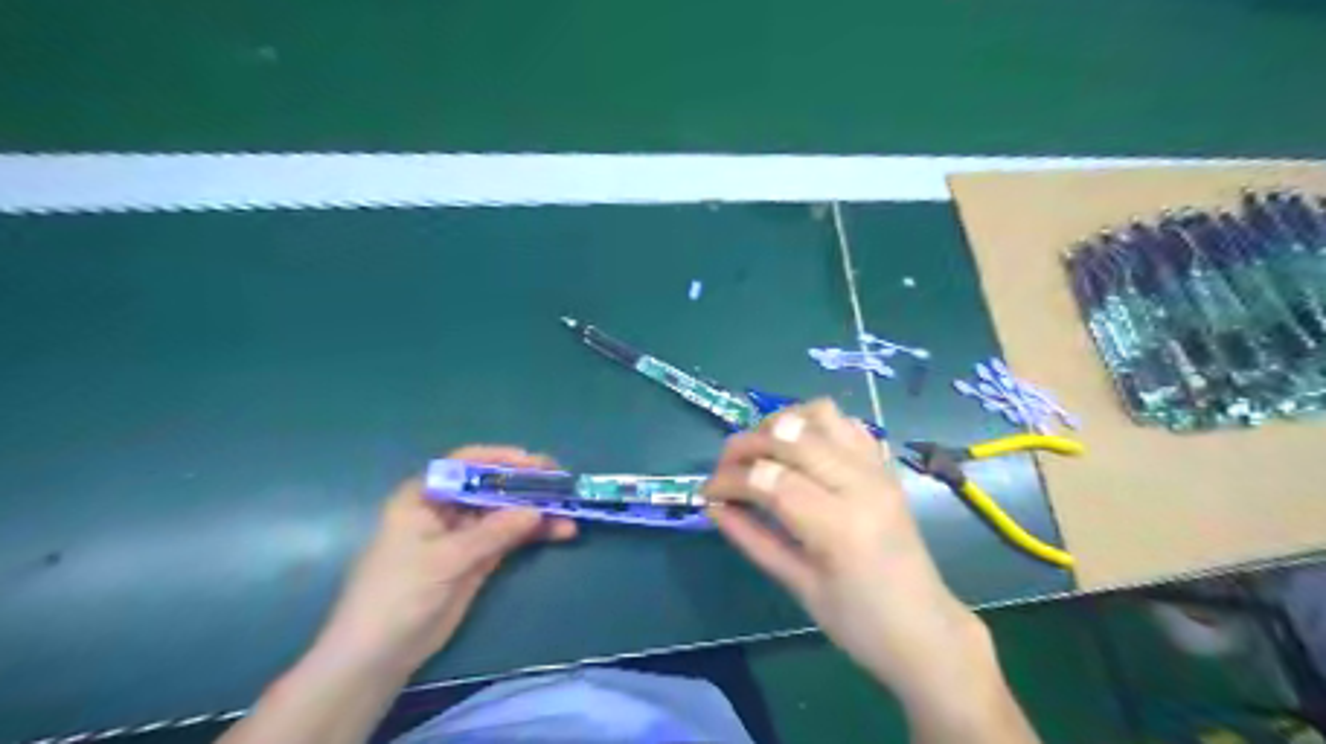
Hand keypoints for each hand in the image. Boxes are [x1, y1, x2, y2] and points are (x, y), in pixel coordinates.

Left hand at [318, 445, 579, 675]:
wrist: (379, 655)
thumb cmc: (398, 594)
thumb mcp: (444, 559)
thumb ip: (492, 533)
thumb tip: (537, 510)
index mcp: (424, 496)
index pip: (465, 465)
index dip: (500, 459)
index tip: (534, 462)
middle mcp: (446, 509)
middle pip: (492, 487)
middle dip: (527, 485)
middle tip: (562, 484)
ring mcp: (464, 534)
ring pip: (506, 512)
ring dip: (537, 510)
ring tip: (570, 513)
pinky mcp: (478, 558)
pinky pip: (511, 537)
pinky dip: (534, 533)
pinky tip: (559, 531)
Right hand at [710, 401, 988, 702]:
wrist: (925, 628)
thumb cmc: (858, 622)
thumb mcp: (798, 586)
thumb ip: (752, 539)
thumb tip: (714, 506)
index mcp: (838, 525)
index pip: (769, 479)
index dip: (729, 479)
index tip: (706, 492)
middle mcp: (860, 484)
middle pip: (790, 435)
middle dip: (745, 443)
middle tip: (724, 468)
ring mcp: (877, 469)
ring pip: (819, 413)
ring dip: (780, 423)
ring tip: (761, 452)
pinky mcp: (884, 465)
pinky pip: (845, 423)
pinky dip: (813, 424)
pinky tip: (798, 450)